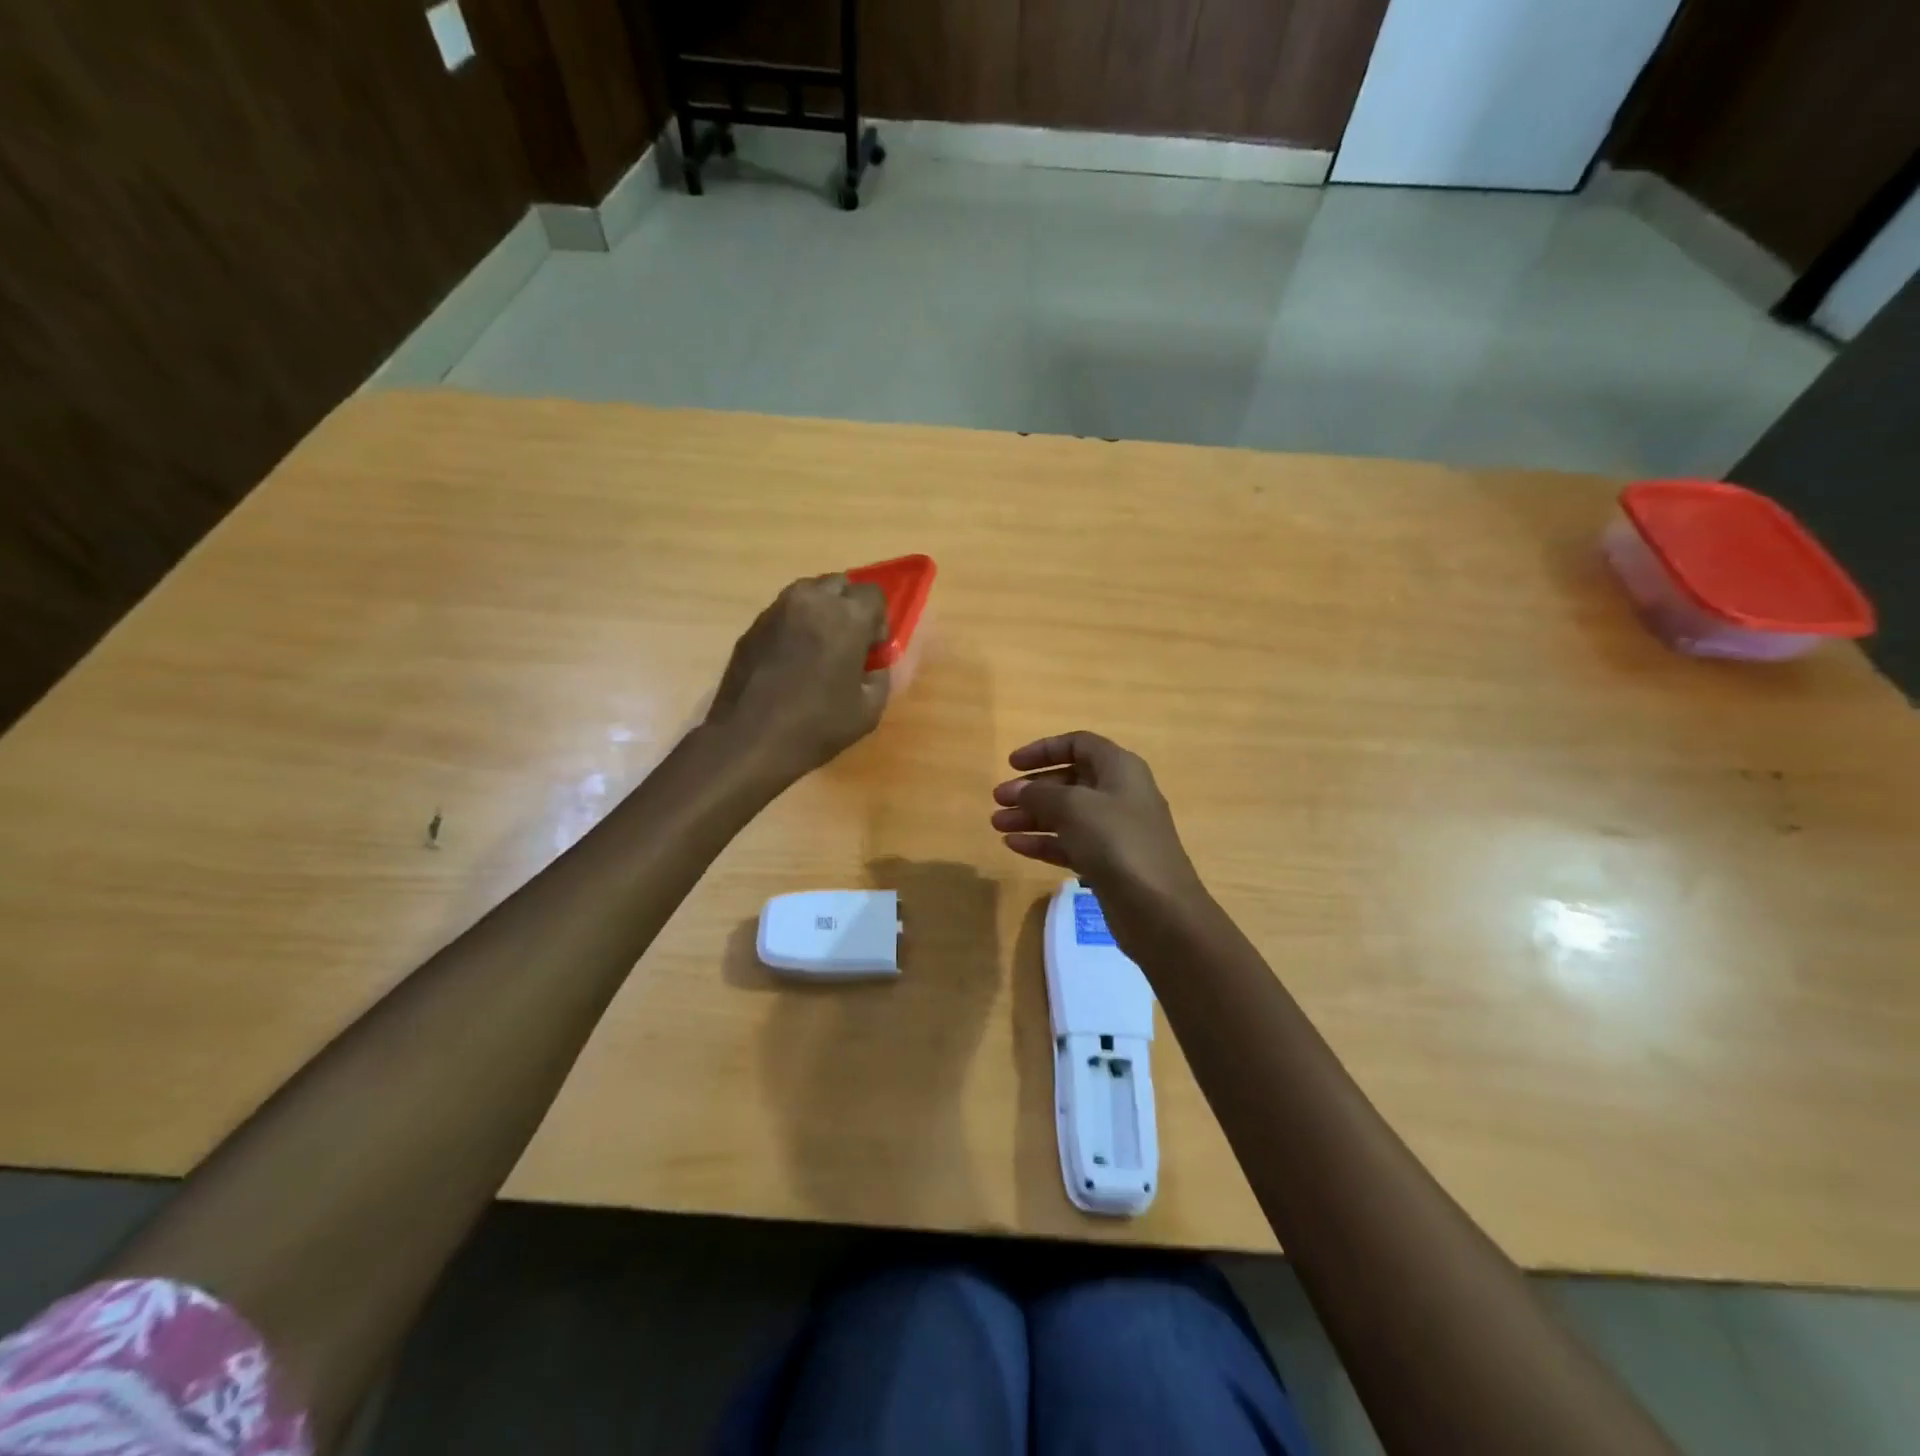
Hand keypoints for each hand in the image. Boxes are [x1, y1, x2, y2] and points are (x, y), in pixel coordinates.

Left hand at [706, 575, 889, 782]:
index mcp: (847, 617)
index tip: (871, 650)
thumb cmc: (817, 726)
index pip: (874, 594)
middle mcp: (812, 601)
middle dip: (849, 608)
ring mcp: (777, 610)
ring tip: (819, 649)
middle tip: (848, 644)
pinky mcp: (753, 626)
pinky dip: (795, 626)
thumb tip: (873, 666)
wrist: (749, 740)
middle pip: (840, 584)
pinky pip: (784, 613)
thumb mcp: (869, 711)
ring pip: (809, 593)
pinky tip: (791, 661)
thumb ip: (880, 677)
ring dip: (821, 611)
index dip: (878, 621)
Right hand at [990, 732, 1208, 925]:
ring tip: (997, 825)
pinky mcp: (1108, 862)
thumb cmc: (1117, 841)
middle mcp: (1119, 794)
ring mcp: (1115, 831)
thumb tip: (1018, 790)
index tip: (1012, 764)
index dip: (1044, 750)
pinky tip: (1014, 846)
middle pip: (1069, 781)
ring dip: (1031, 817)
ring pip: (1066, 815)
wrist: (1158, 908)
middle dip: (1032, 789)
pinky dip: (1043, 842)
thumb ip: (1040, 794)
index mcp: (1119, 768)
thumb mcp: (1073, 807)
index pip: (1079, 744)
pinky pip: (1070, 843)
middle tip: (998, 800)